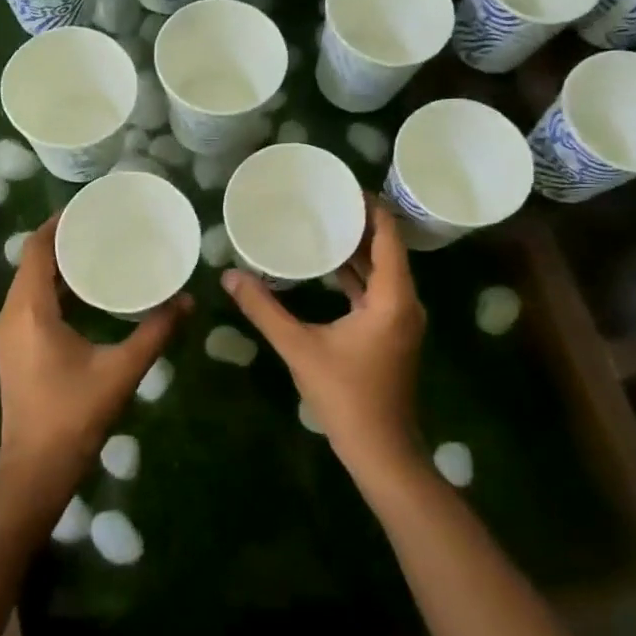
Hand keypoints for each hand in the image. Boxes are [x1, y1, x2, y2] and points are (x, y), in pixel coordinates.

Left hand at [0, 213, 189, 517]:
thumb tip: (187, 301)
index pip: (37, 250)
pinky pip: (31, 304)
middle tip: (102, 227)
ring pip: (30, 285)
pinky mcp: (14, 350)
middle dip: (63, 241)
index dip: (58, 223)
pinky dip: (55, 290)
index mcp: (29, 311)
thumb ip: (155, 332)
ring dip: (58, 267)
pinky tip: (87, 293)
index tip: (88, 207)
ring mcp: (9, 334)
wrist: (36, 470)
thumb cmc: (74, 416)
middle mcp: (11, 316)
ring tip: (98, 251)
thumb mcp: (121, 370)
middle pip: (32, 263)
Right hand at [221, 201, 424, 481]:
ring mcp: (400, 320)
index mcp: (392, 297)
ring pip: (382, 272)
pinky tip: (328, 269)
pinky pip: (376, 291)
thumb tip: (231, 276)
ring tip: (325, 224)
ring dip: (357, 250)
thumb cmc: (346, 396)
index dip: (370, 207)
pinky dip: (356, 276)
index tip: (343, 185)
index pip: (388, 236)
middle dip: (359, 223)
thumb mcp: (300, 348)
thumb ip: (265, 309)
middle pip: (387, 249)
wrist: (380, 450)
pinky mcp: (391, 334)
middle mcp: (404, 302)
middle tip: (325, 200)